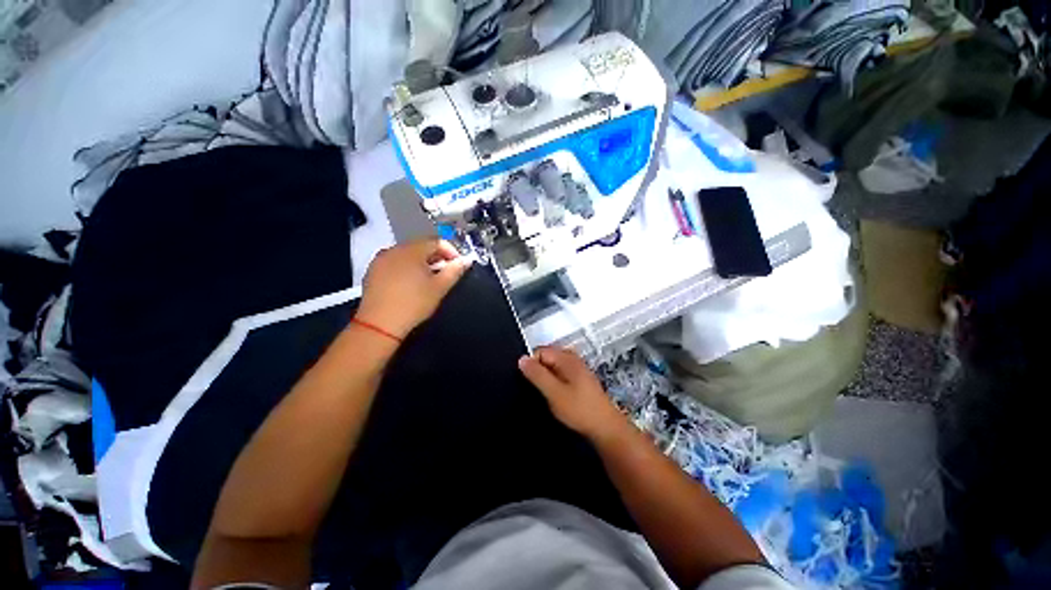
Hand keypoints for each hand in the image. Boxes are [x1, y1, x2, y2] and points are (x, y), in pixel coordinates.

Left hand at [356, 239, 470, 338]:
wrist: (379, 324)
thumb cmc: (414, 303)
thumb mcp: (439, 288)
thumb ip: (455, 271)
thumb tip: (466, 260)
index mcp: (412, 250)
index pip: (436, 241)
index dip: (451, 251)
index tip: (458, 265)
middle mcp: (394, 249)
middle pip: (421, 246)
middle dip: (437, 256)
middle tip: (446, 272)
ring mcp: (381, 259)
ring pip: (407, 254)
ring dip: (422, 262)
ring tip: (430, 278)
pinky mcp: (373, 271)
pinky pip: (395, 262)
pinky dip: (407, 267)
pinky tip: (411, 283)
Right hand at [518, 346, 624, 440]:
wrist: (606, 428)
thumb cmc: (579, 409)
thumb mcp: (554, 393)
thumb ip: (537, 375)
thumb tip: (521, 359)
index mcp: (567, 358)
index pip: (540, 351)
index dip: (532, 365)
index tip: (530, 383)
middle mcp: (573, 359)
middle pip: (547, 358)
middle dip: (539, 371)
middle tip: (538, 390)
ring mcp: (578, 369)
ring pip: (553, 367)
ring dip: (547, 379)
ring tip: (546, 395)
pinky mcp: (580, 380)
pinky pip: (561, 374)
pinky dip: (555, 383)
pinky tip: (556, 397)